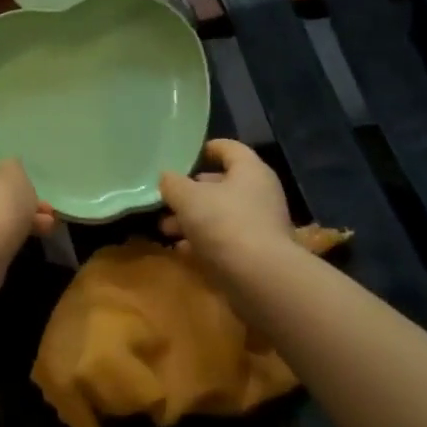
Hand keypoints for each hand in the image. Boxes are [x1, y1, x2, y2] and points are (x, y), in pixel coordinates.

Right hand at [159, 139, 296, 272]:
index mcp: (250, 171)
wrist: (259, 278)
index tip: (183, 156)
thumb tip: (166, 178)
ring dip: (193, 220)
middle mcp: (260, 194)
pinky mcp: (257, 253)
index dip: (206, 148)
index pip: (229, 148)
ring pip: (221, 215)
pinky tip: (181, 250)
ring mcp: (260, 225)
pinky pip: (225, 241)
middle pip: (222, 184)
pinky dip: (204, 243)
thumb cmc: (224, 223)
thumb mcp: (188, 197)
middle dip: (191, 192)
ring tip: (166, 229)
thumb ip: (173, 184)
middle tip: (166, 199)